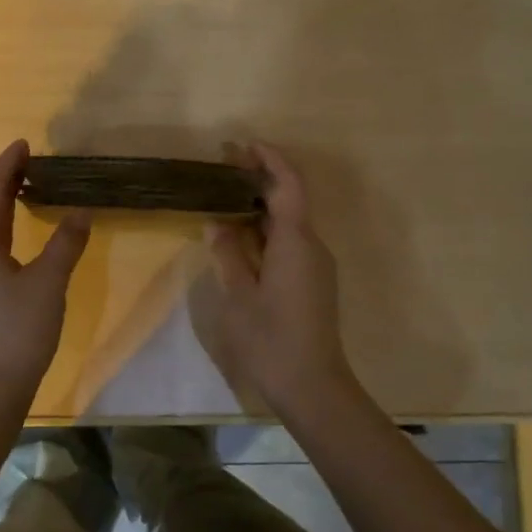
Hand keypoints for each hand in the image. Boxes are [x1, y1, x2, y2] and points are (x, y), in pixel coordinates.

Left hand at [0, 140, 90, 396]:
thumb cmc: (17, 329)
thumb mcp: (49, 281)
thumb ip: (66, 242)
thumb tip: (81, 212)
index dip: (8, 165)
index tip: (24, 144)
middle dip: (4, 184)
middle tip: (29, 166)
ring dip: (1, 210)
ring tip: (25, 197)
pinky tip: (15, 245)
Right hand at [205, 144, 363, 414]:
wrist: (313, 386)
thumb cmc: (271, 340)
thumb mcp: (239, 296)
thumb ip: (228, 253)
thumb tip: (217, 222)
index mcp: (295, 242)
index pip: (288, 185)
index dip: (269, 159)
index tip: (243, 145)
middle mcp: (312, 245)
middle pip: (290, 198)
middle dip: (260, 178)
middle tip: (224, 166)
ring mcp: (315, 264)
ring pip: (289, 221)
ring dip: (261, 204)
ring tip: (224, 196)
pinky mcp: (313, 280)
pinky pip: (290, 241)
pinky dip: (266, 229)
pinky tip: (240, 235)